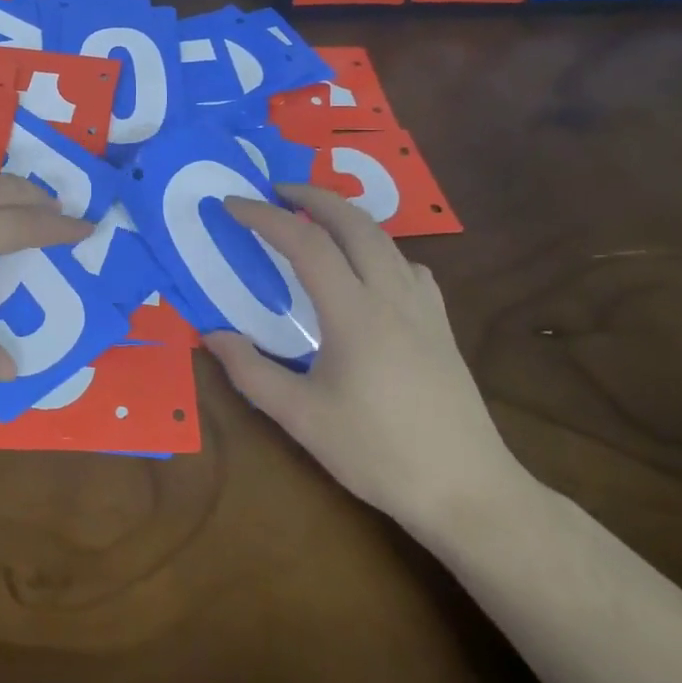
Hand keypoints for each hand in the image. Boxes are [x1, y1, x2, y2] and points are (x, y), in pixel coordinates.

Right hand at [203, 183, 524, 526]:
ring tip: (314, 220)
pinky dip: (379, 249)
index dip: (264, 217)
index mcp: (354, 312)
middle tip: (275, 191)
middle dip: (311, 195)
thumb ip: (251, 372)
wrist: (469, 492)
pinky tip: (370, 271)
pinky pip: (408, 265)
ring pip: (384, 238)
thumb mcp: (302, 419)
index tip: (231, 206)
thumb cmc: (379, 454)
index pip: (304, 243)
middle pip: (353, 221)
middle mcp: (391, 295)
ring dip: (345, 216)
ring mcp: (423, 307)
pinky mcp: (441, 324)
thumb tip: (211, 334)